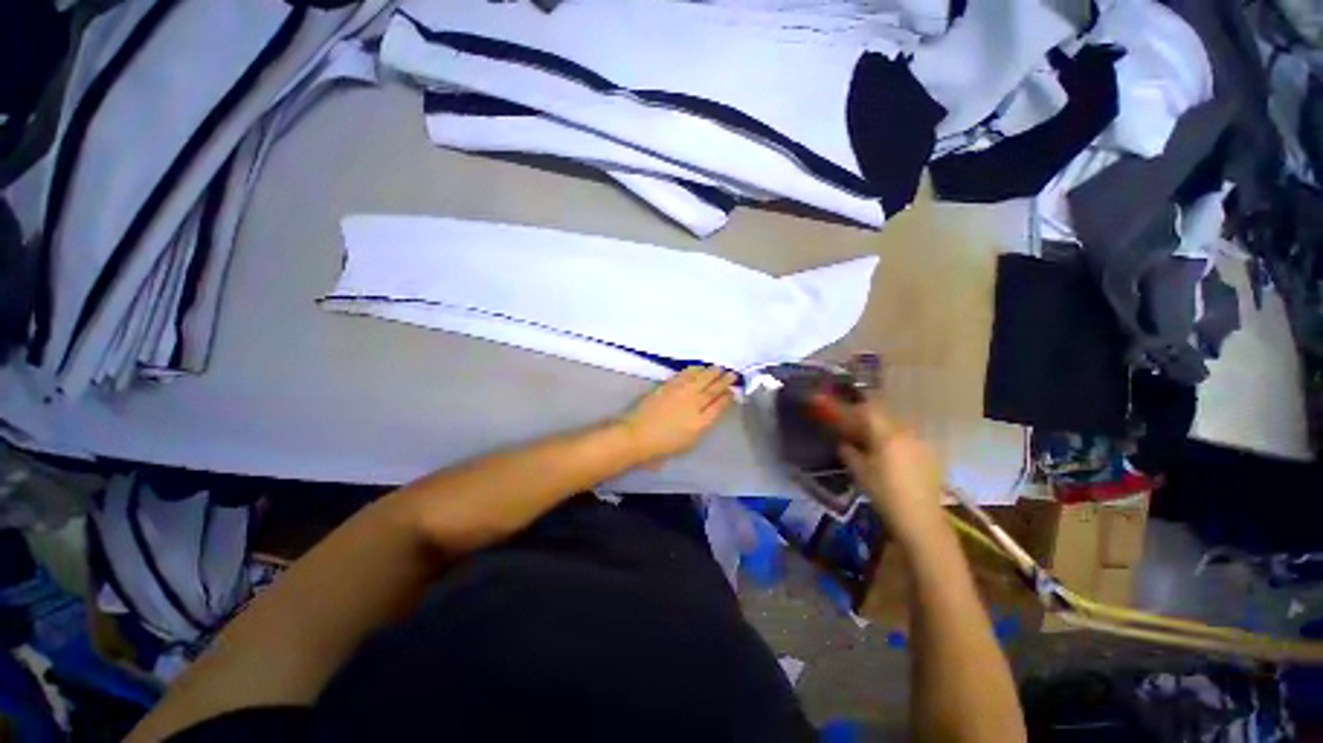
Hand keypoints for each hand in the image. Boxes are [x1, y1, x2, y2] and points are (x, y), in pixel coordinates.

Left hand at [618, 366, 735, 464]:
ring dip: (711, 372)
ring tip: (719, 368)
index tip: (733, 390)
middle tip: (732, 373)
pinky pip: (685, 375)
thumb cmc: (663, 447)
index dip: (727, 397)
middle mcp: (694, 405)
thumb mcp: (689, 443)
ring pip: (700, 379)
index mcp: (701, 423)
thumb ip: (702, 426)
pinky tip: (698, 368)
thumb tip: (709, 413)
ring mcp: (681, 393)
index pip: (719, 406)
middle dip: (724, 381)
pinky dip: (694, 370)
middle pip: (712, 390)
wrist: (637, 436)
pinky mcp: (668, 386)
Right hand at [810, 392, 945, 544]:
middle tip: (848, 423)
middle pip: (880, 413)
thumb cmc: (885, 495)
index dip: (847, 406)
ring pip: (894, 424)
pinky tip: (886, 451)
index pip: (865, 409)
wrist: (921, 520)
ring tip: (866, 438)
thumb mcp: (859, 472)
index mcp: (887, 434)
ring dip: (878, 426)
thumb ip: (848, 450)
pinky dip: (892, 437)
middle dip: (862, 415)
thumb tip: (843, 441)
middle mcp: (906, 431)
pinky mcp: (929, 452)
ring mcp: (920, 441)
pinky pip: (906, 435)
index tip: (832, 405)